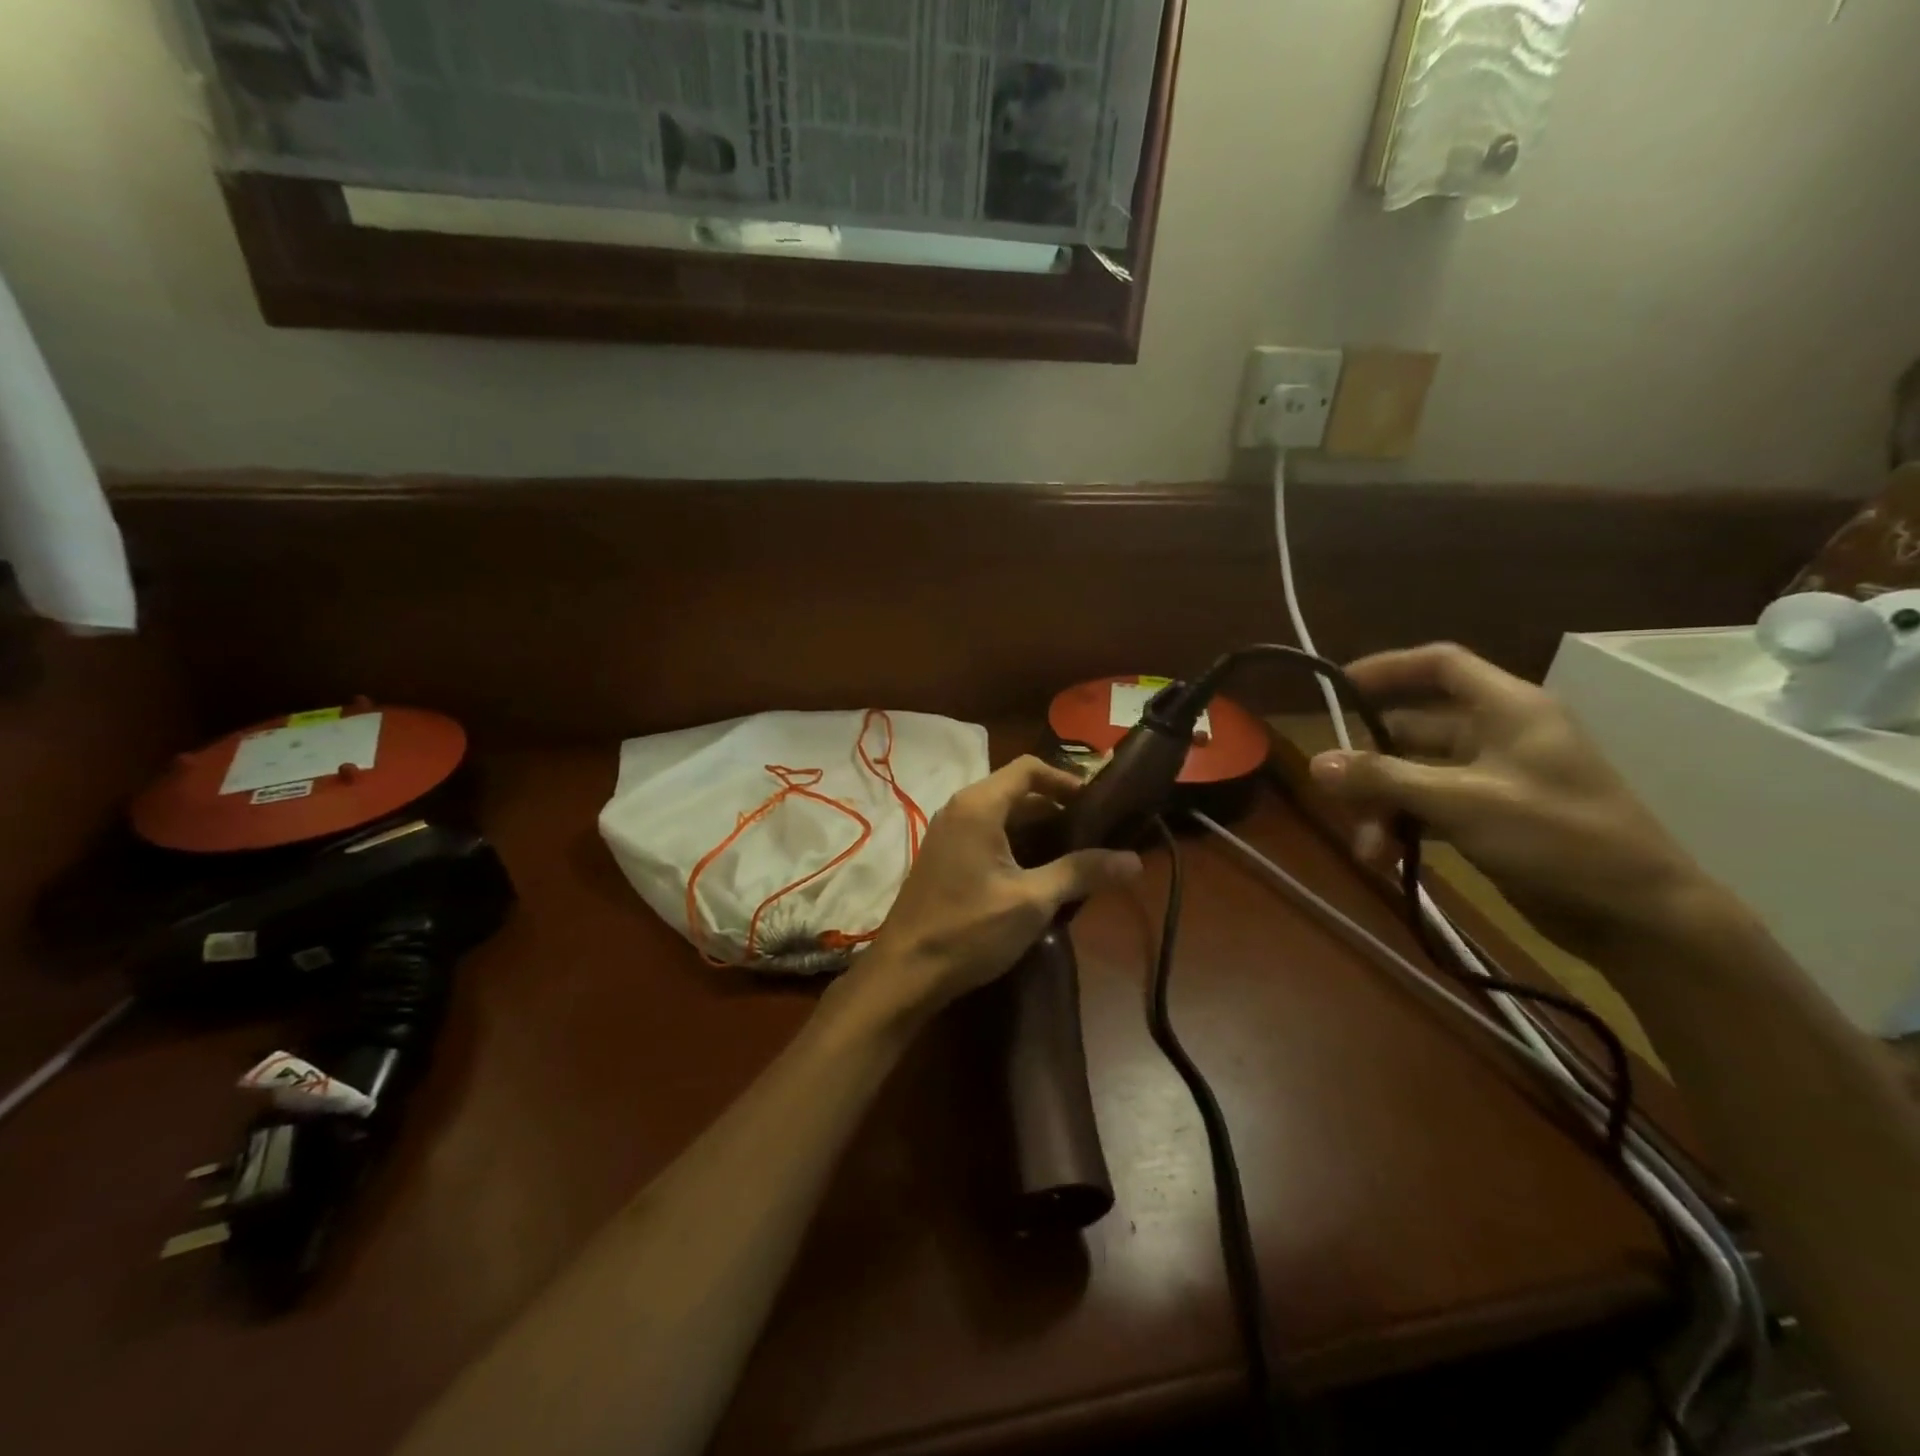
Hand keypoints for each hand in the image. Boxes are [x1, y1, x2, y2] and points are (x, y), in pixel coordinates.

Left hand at [846, 756, 1142, 1018]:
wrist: (905, 971)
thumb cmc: (969, 929)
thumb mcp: (1033, 901)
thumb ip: (1081, 873)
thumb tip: (1134, 860)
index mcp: (978, 805)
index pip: (1029, 769)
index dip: (1066, 780)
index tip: (1098, 805)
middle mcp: (960, 809)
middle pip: (1016, 791)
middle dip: (1056, 808)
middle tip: (1094, 833)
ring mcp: (948, 833)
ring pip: (1001, 816)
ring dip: (1037, 829)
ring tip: (1074, 855)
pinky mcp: (944, 858)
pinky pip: (986, 835)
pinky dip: (1015, 844)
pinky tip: (1039, 875)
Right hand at [1309, 643, 1715, 954]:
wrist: (1639, 915)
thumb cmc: (1557, 838)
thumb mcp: (1460, 802)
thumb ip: (1384, 779)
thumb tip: (1315, 763)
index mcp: (1507, 709)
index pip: (1440, 665)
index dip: (1387, 668)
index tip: (1337, 688)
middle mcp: (1498, 734)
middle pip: (1412, 730)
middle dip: (1372, 765)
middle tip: (1340, 799)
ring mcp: (1494, 778)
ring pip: (1415, 775)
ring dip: (1383, 806)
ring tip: (1369, 850)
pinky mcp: (1492, 817)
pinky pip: (1430, 808)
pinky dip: (1405, 827)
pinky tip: (1387, 859)